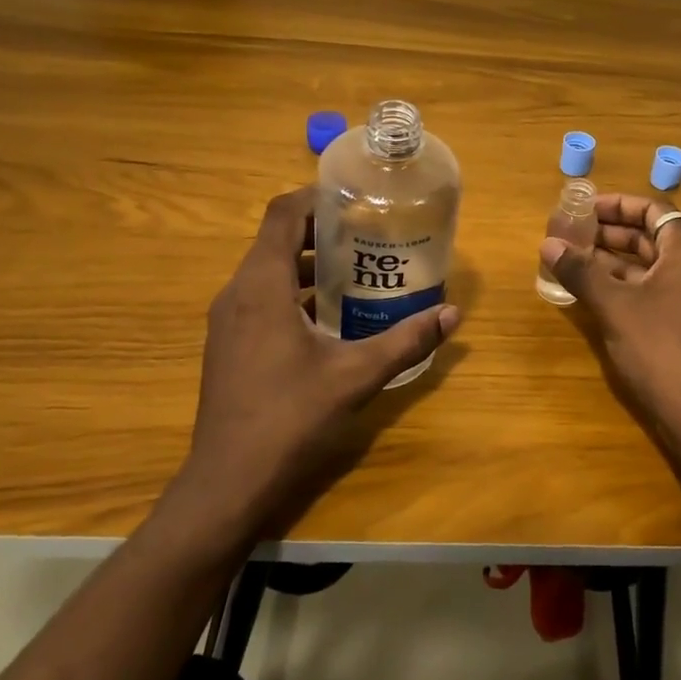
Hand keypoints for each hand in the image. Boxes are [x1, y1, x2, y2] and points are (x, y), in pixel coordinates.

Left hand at [172, 186, 459, 540]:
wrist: (228, 483)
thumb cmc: (289, 418)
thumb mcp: (356, 375)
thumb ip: (406, 340)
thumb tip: (452, 314)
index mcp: (261, 286)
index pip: (282, 214)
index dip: (317, 197)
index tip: (357, 197)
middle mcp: (237, 293)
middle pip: (276, 238)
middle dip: (323, 231)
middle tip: (371, 233)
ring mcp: (228, 321)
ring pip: (268, 270)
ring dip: (309, 263)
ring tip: (360, 270)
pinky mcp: (229, 344)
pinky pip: (262, 298)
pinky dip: (295, 292)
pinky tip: (332, 316)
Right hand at [539, 193, 680, 435]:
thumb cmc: (659, 348)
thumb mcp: (614, 306)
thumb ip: (581, 271)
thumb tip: (548, 244)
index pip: (655, 210)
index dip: (618, 206)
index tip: (586, 208)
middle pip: (654, 237)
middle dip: (613, 234)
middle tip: (574, 234)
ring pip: (655, 267)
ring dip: (618, 262)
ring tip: (578, 261)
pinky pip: (660, 291)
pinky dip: (631, 286)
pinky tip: (599, 294)